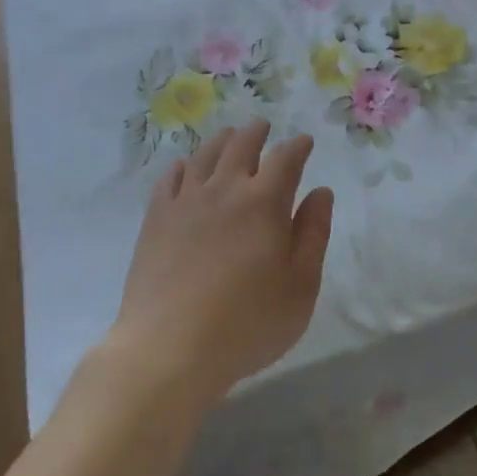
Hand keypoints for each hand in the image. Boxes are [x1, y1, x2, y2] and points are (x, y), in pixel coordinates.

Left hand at [110, 121, 334, 401]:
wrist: (169, 349)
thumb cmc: (247, 324)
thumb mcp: (300, 286)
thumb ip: (314, 234)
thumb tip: (320, 192)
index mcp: (264, 203)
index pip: (285, 159)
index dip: (297, 146)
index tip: (304, 142)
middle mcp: (225, 190)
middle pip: (241, 146)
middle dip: (257, 133)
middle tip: (263, 126)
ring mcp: (185, 202)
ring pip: (205, 156)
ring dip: (221, 141)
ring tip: (229, 136)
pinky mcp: (156, 220)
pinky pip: (169, 180)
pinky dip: (182, 166)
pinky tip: (184, 167)